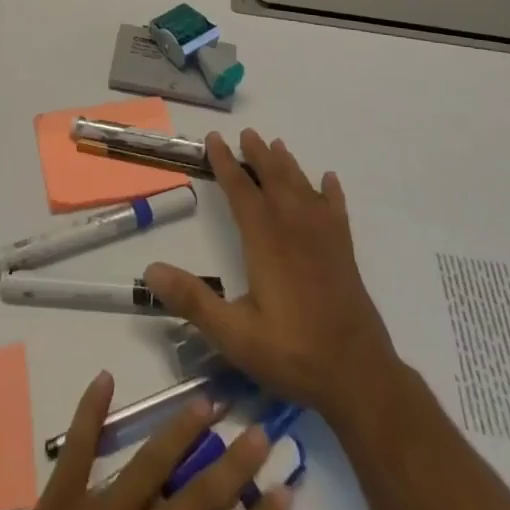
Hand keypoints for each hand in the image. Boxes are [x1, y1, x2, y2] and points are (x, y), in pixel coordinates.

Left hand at [0, 371, 291, 509]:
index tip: (286, 489)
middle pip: (199, 498)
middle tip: (259, 430)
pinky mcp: (60, 498)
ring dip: (180, 431)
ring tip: (206, 401)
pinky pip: (78, 447)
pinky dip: (90, 410)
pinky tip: (104, 376)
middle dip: (234, 466)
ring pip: (150, 462)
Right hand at [146, 130, 400, 431]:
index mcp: (265, 240)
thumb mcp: (234, 334)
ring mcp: (324, 238)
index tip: (214, 139)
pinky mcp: (344, 253)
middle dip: (259, 155)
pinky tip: (329, 180)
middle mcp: (294, 228)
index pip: (241, 190)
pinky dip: (331, 191)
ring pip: (303, 188)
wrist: (359, 376)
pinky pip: (336, 210)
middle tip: (248, 133)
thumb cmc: (292, 353)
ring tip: (278, 145)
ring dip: (288, 165)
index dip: (225, 162)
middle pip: (274, 179)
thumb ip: (193, 300)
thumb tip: (150, 269)